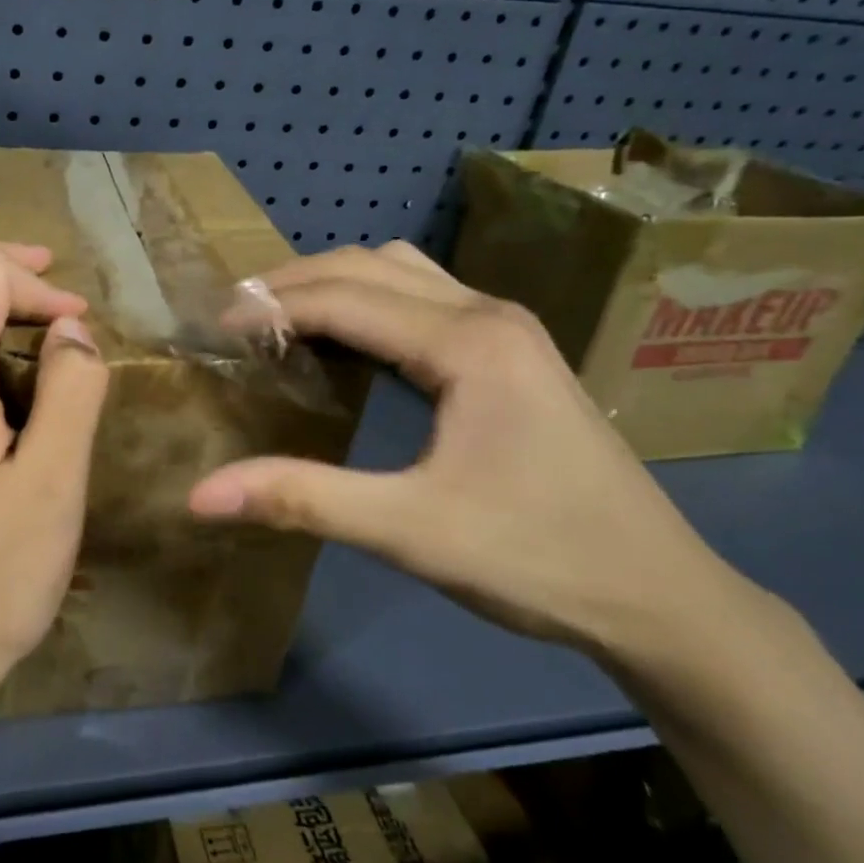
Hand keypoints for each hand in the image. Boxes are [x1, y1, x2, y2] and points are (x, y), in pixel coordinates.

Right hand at [187, 243, 763, 660]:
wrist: (663, 597)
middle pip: (368, 264)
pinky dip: (368, 300)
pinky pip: (422, 295)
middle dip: (294, 281)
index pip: (342, 298)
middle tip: (237, 316)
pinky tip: (347, 340)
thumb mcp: (410, 532)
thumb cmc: (537, 559)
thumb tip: (200, 494)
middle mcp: (487, 312)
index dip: (271, 307)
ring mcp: (506, 327)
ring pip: (399, 270)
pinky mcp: (512, 349)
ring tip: (281, 318)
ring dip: (333, 283)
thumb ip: (302, 499)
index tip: (216, 329)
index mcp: (467, 342)